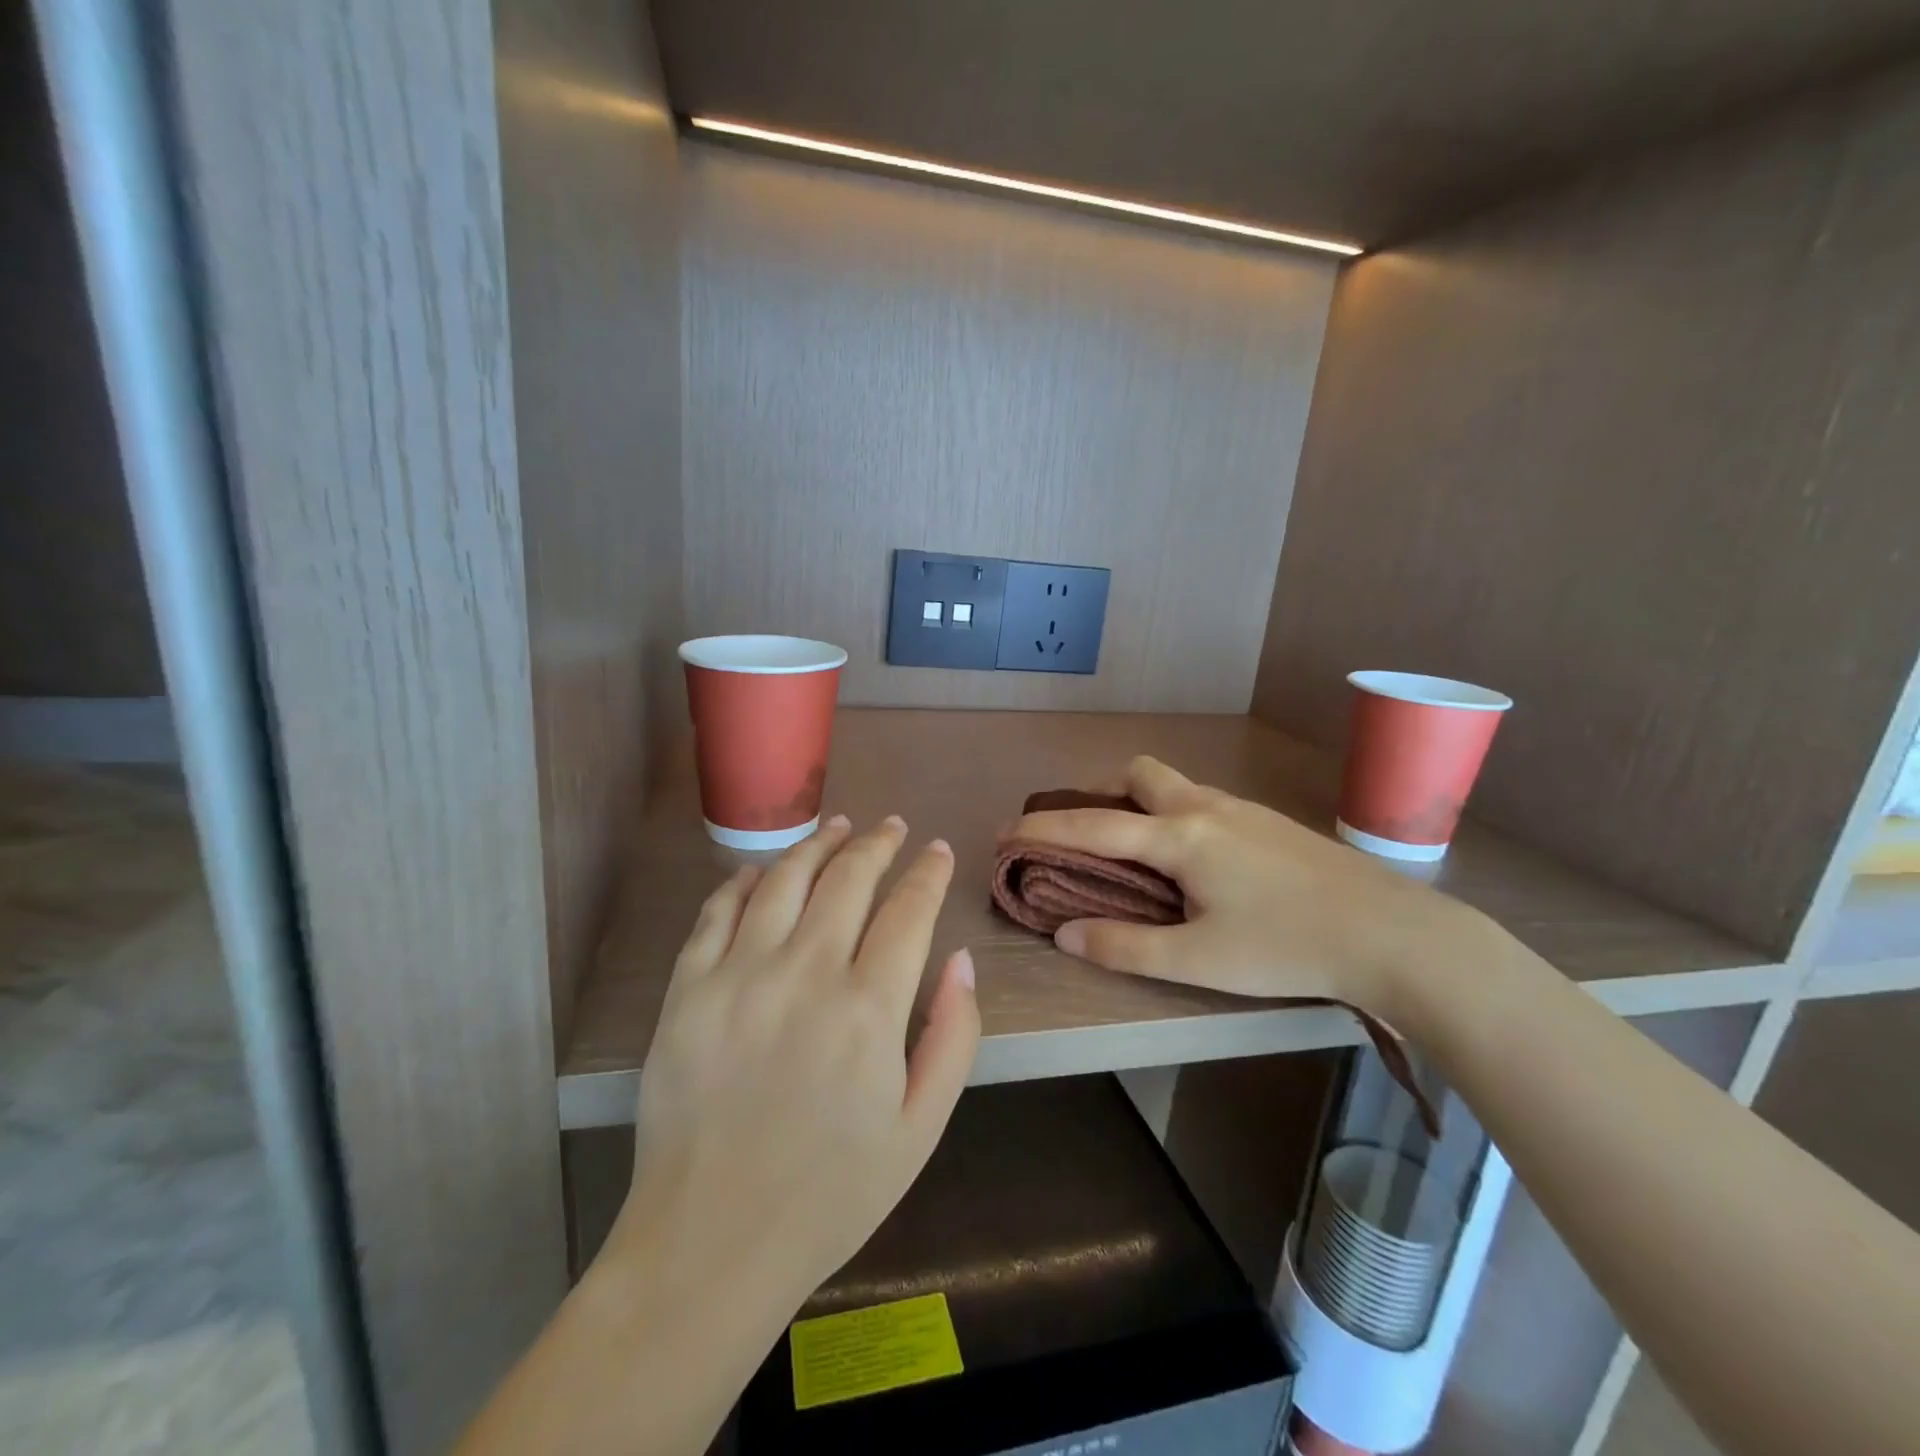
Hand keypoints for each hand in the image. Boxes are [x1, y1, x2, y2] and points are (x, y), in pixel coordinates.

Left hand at [608, 815, 979, 1323]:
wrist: (711, 1244)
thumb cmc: (830, 1193)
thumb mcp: (920, 1128)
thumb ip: (953, 1037)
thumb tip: (959, 960)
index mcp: (868, 1009)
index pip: (908, 910)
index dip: (929, 873)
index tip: (939, 850)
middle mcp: (805, 974)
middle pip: (848, 879)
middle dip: (878, 844)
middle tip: (892, 826)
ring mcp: (738, 976)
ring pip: (784, 880)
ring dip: (818, 845)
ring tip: (839, 827)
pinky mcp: (687, 990)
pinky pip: (717, 912)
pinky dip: (744, 881)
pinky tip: (762, 871)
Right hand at [999, 756, 1473, 1017]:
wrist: (1394, 934)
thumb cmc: (1288, 946)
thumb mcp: (1199, 959)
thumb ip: (1125, 946)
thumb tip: (1065, 936)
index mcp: (1180, 837)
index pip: (1093, 827)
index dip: (1043, 830)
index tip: (1005, 833)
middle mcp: (1205, 808)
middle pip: (1138, 775)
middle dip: (1102, 795)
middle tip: (1089, 837)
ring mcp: (1242, 809)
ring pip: (1174, 786)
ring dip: (1141, 806)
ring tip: (1137, 855)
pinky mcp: (1269, 822)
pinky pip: (1203, 802)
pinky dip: (1175, 817)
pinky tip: (1195, 864)